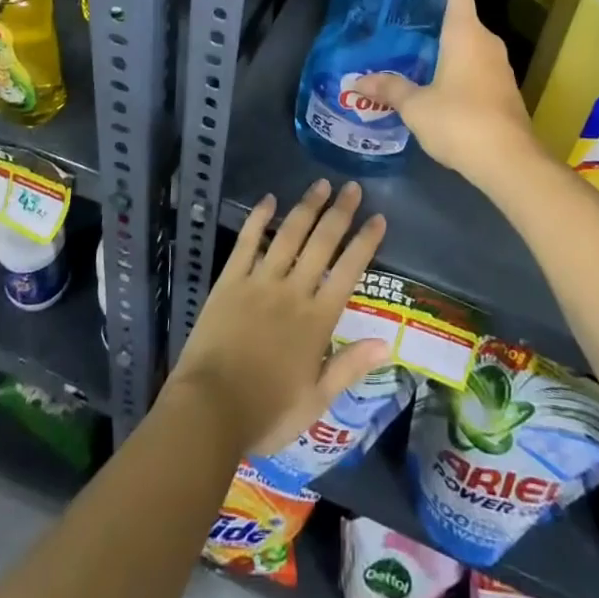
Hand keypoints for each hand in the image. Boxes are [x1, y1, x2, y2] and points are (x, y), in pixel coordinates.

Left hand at [169, 180, 389, 457]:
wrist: (210, 410)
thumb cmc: (267, 413)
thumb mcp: (316, 401)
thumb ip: (350, 366)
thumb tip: (388, 342)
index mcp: (317, 320)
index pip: (348, 271)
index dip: (365, 242)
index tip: (378, 218)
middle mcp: (293, 291)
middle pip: (321, 243)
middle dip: (340, 213)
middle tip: (353, 187)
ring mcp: (260, 282)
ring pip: (289, 235)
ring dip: (306, 207)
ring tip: (321, 184)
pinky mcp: (230, 281)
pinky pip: (247, 242)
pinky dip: (258, 219)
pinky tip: (268, 200)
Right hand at [355, 0, 543, 186]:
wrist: (509, 162)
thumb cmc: (459, 121)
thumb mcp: (415, 106)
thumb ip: (389, 89)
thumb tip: (357, 83)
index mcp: (465, 32)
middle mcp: (487, 42)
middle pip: (462, 19)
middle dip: (434, 26)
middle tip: (402, 35)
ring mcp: (501, 67)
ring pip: (471, 47)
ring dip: (447, 52)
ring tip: (415, 62)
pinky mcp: (506, 91)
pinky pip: (479, 69)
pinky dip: (460, 72)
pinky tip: (438, 90)